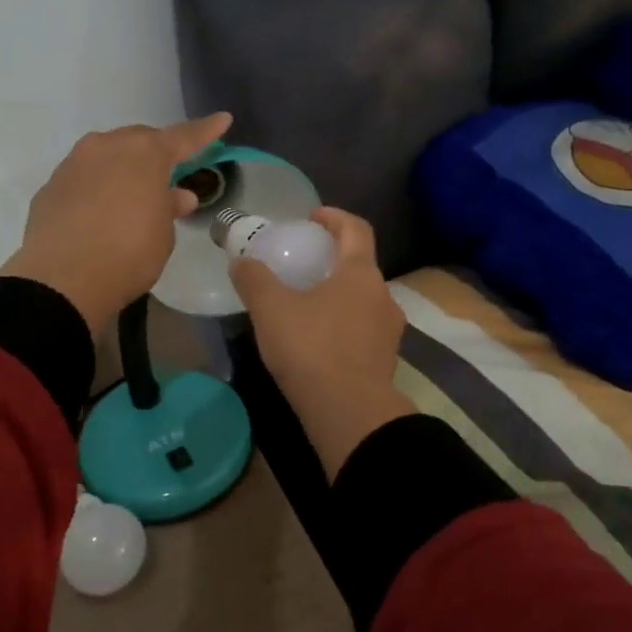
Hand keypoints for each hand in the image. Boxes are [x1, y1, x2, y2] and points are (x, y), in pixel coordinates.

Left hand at [0, 113, 232, 335]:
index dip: (205, 131)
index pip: (183, 137)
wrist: (62, 279)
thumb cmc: (129, 253)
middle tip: (168, 173)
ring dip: (123, 169)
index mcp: (145, 153)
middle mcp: (107, 147)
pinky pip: (83, 178)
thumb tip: (177, 195)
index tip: (223, 119)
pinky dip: (97, 188)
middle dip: (156, 153)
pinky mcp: (51, 186)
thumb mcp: (163, 235)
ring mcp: (74, 163)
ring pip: (107, 156)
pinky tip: (100, 211)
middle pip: (139, 141)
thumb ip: (170, 208)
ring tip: (132, 194)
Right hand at [232, 207, 415, 479]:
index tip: (312, 218)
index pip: (356, 229)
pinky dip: (344, 322)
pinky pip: (364, 328)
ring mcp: (389, 329)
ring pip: (363, 298)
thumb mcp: (271, 309)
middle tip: (303, 264)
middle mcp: (383, 295)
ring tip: (307, 304)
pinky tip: (319, 339)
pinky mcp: (386, 359)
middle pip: (360, 264)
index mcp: (360, 273)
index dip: (334, 217)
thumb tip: (241, 261)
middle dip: (333, 259)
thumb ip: (254, 279)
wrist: (350, 413)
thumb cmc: (312, 349)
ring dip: (339, 293)